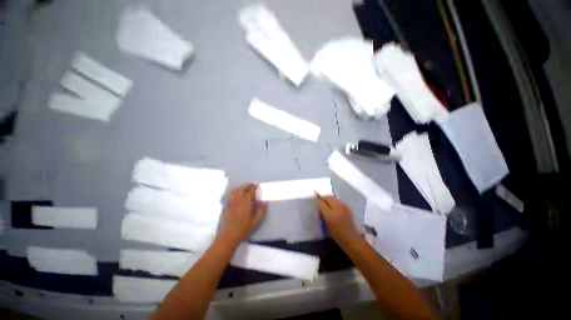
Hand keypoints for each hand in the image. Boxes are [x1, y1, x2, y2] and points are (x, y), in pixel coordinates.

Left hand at [217, 183, 266, 246]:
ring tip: (244, 188)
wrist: (227, 237)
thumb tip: (263, 202)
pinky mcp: (226, 206)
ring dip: (240, 187)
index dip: (254, 186)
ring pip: (235, 190)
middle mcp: (238, 200)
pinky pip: (230, 195)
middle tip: (251, 185)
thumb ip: (261, 210)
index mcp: (246, 203)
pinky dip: (234, 191)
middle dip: (247, 185)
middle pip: (242, 188)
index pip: (250, 191)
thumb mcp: (256, 222)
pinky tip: (237, 194)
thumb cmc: (243, 230)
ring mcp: (230, 202)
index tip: (257, 185)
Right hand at [317, 195, 359, 246]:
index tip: (315, 205)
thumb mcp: (327, 218)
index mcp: (336, 204)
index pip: (325, 197)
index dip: (320, 199)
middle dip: (324, 201)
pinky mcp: (348, 212)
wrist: (351, 240)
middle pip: (330, 198)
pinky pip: (338, 205)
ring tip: (325, 210)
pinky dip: (334, 206)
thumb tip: (319, 200)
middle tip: (319, 208)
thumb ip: (322, 207)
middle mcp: (341, 204)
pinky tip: (333, 213)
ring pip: (334, 201)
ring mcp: (345, 207)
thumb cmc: (337, 231)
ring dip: (329, 203)